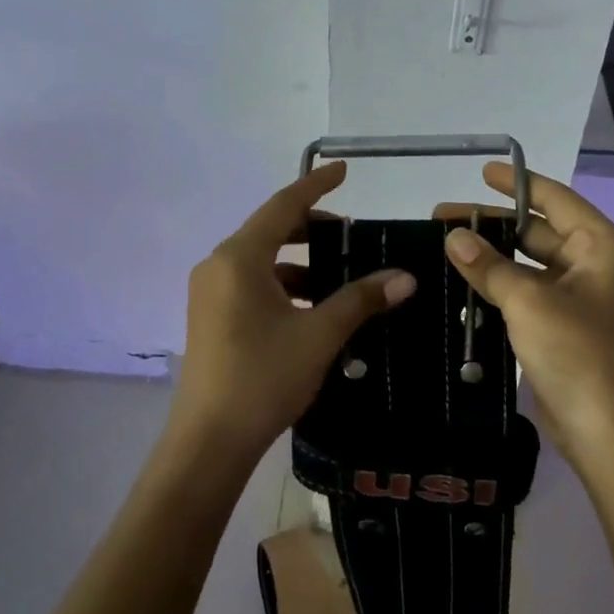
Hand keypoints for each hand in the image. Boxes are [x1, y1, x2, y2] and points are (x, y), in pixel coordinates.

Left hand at [173, 161, 416, 464]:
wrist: (208, 444)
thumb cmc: (262, 378)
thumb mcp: (319, 335)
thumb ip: (360, 300)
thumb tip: (406, 277)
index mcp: (239, 258)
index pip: (283, 205)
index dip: (316, 185)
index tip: (343, 170)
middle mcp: (219, 265)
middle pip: (271, 229)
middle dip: (311, 227)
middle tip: (350, 234)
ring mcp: (210, 292)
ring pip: (262, 260)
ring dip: (300, 262)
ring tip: (339, 277)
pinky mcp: (211, 317)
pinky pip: (252, 283)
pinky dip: (284, 285)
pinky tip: (313, 308)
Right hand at [437, 164, 613, 466]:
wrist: (607, 432)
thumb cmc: (578, 353)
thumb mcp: (528, 301)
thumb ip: (489, 265)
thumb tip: (453, 235)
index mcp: (600, 246)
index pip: (555, 198)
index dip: (518, 183)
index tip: (482, 172)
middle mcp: (593, 264)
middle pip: (537, 231)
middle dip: (492, 224)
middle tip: (442, 218)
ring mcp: (579, 297)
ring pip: (528, 264)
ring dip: (491, 257)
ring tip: (444, 247)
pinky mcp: (563, 326)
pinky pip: (526, 293)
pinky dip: (498, 286)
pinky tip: (461, 284)